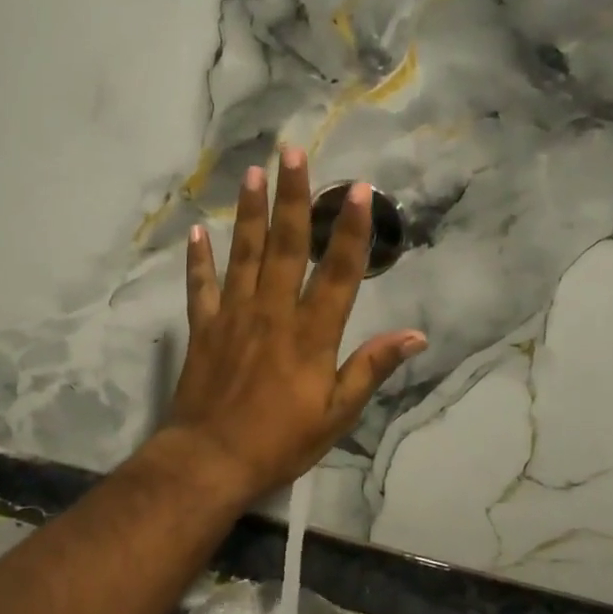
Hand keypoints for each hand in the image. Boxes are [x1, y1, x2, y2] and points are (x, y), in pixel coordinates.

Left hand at [160, 148, 425, 507]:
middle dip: (292, 197)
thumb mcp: (336, 415)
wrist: (211, 460)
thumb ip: (371, 369)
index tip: (359, 189)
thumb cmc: (280, 442)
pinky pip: (200, 286)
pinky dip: (198, 258)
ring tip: (253, 173)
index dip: (351, 229)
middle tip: (291, 153)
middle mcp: (272, 312)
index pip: (338, 271)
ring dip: (250, 212)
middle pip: (285, 245)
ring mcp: (233, 316)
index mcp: (311, 333)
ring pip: (244, 254)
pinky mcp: (203, 328)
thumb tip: (415, 336)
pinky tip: (197, 230)